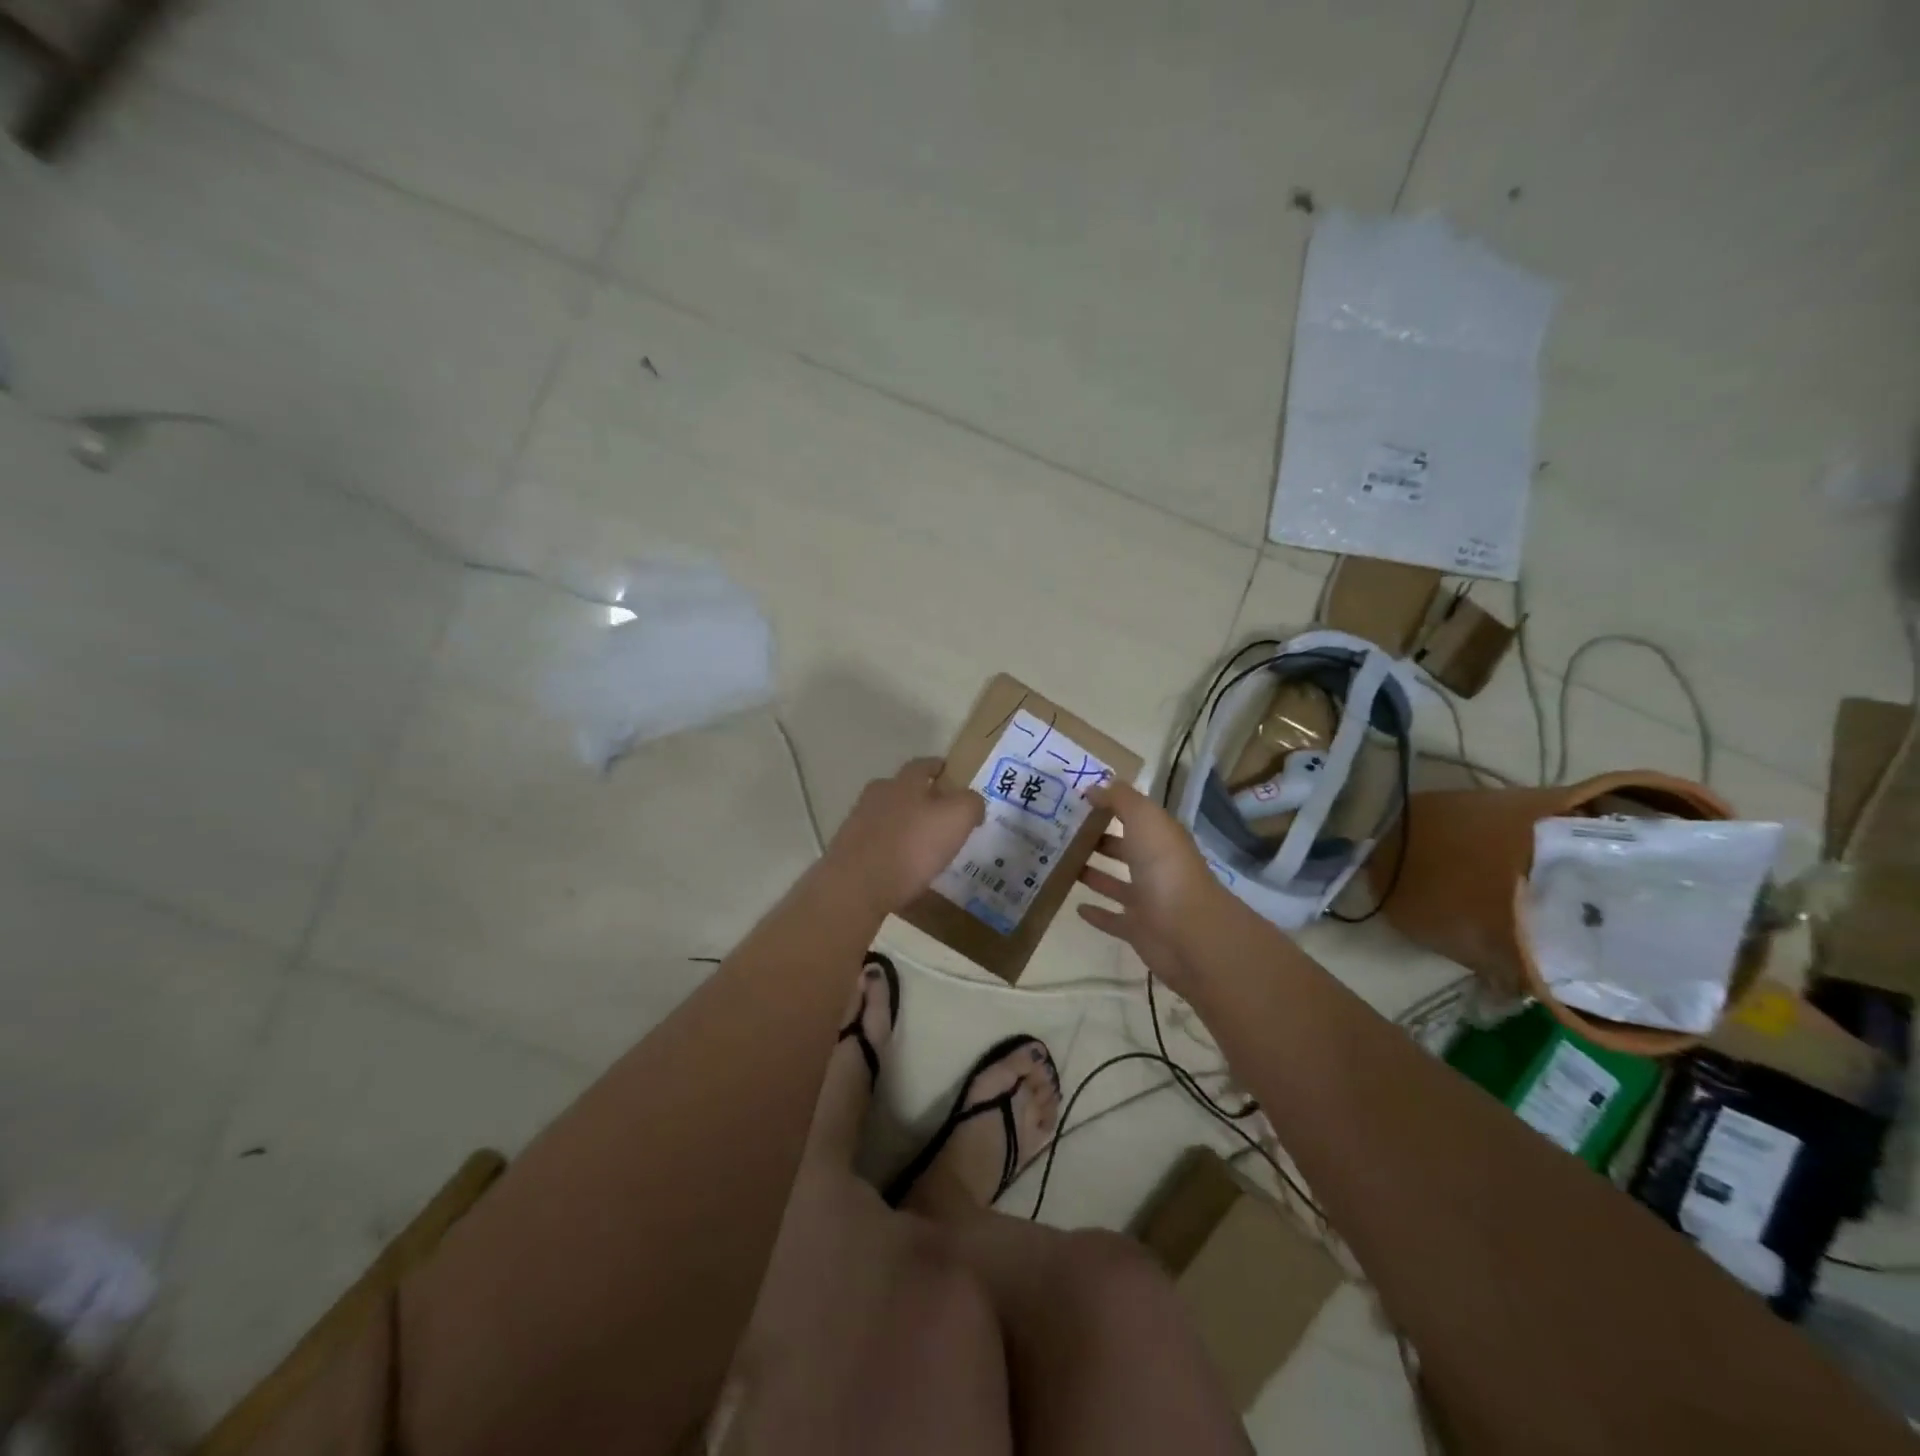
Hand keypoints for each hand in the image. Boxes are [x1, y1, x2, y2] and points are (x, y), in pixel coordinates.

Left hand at [825, 757, 984, 914]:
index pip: (923, 765)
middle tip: (944, 816)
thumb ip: (970, 803)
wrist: (855, 886)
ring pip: (889, 817)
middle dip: (922, 799)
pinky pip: (878, 845)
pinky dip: (893, 852)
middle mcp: (877, 796)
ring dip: (906, 827)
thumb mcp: (956, 818)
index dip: (939, 768)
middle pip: (902, 790)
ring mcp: (858, 823)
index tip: (953, 776)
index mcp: (903, 782)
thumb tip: (973, 802)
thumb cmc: (911, 846)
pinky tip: (905, 870)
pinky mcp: (848, 851)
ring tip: (926, 847)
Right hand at [1076, 780, 1224, 987]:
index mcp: (1161, 837)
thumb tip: (1094, 787)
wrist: (1188, 931)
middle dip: (1098, 839)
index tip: (1076, 799)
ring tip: (1062, 864)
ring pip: (1115, 883)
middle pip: (1124, 848)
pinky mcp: (1137, 929)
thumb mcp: (1143, 818)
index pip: (1135, 816)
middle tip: (1062, 832)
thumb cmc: (1164, 867)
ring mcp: (1147, 900)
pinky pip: (1113, 919)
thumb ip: (1119, 799)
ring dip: (1093, 874)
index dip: (1110, 806)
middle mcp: (1156, 866)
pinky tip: (1076, 906)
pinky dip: (1096, 913)